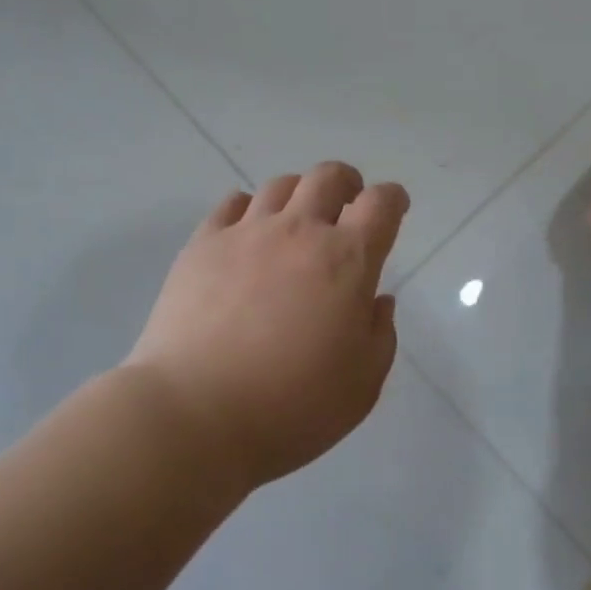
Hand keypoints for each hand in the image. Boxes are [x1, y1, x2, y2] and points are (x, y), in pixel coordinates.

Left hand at [127, 163, 409, 489]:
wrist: (196, 412)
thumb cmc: (292, 406)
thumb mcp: (362, 384)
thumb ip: (379, 335)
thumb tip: (377, 300)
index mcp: (347, 260)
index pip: (380, 205)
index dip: (393, 198)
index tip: (394, 206)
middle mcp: (298, 231)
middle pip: (328, 177)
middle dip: (346, 182)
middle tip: (346, 203)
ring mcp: (246, 232)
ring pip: (280, 185)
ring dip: (298, 193)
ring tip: (295, 219)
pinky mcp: (202, 244)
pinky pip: (230, 204)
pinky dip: (247, 208)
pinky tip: (246, 232)